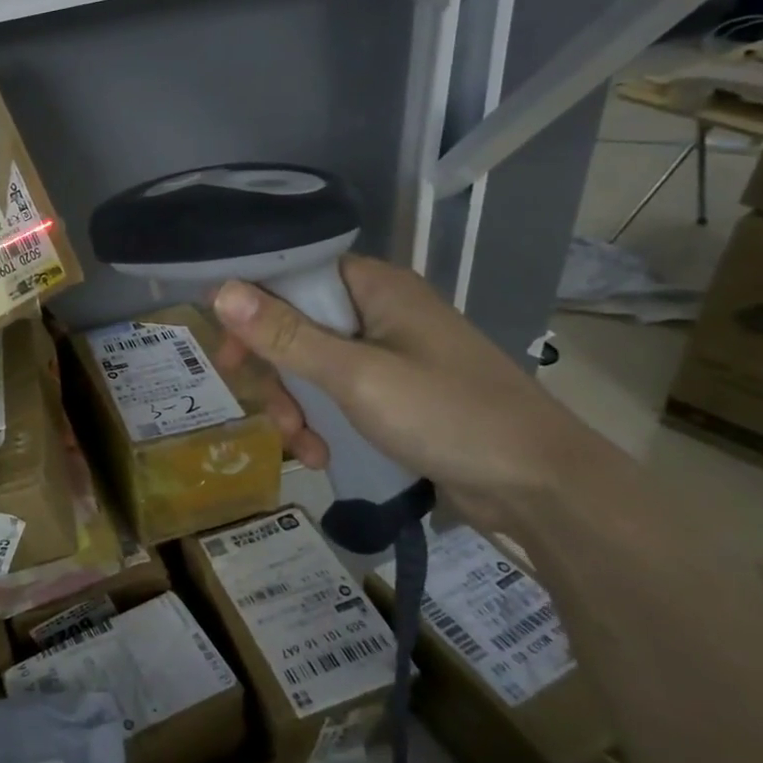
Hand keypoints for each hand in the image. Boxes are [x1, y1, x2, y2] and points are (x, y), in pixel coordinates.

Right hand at [210, 256, 613, 535]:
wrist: (542, 488)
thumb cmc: (448, 415)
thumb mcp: (356, 376)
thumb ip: (286, 335)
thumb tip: (220, 290)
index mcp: (375, 288)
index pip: (292, 275)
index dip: (252, 306)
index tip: (227, 349)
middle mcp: (379, 312)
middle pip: (296, 326)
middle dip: (275, 373)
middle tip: (268, 410)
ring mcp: (389, 356)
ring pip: (313, 367)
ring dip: (296, 406)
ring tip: (300, 445)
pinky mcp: (396, 395)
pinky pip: (339, 396)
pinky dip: (323, 423)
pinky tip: (321, 455)